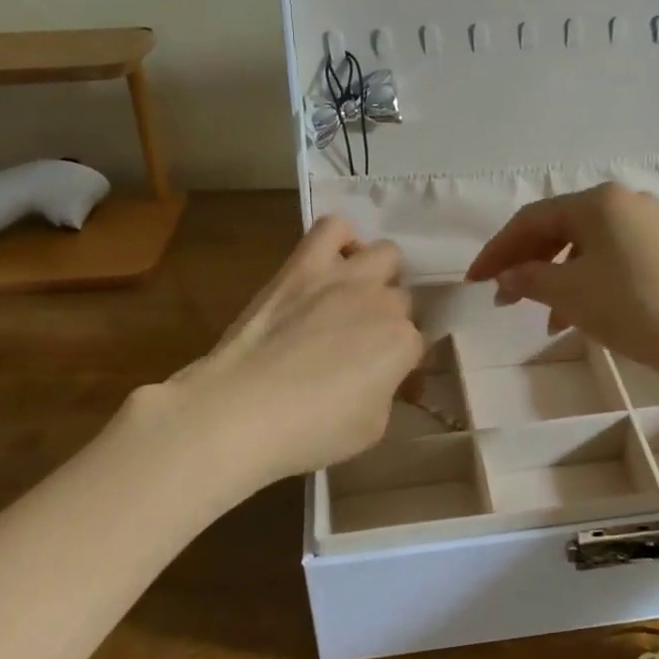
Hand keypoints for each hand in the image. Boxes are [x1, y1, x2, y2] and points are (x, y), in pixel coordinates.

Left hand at [147, 216, 424, 490]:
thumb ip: (386, 392)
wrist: (241, 410)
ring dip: (379, 274)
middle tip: (365, 343)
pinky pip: (333, 227)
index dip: (401, 363)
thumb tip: (380, 376)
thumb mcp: (371, 428)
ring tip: (358, 295)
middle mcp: (382, 302)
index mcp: (402, 344)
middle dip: (390, 319)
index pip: (417, 344)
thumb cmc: (310, 431)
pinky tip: (334, 261)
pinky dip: (341, 239)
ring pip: (385, 253)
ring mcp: (343, 277)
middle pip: (402, 299)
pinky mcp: (303, 265)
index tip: (385, 379)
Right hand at [466, 184, 658, 387]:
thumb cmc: (634, 307)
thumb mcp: (571, 294)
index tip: (473, 280)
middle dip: (525, 263)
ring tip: (537, 315)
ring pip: (583, 247)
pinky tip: (573, 317)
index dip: (497, 250)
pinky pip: (608, 260)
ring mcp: (646, 226)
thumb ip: (529, 279)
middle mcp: (622, 203)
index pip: (531, 220)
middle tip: (502, 297)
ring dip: (554, 278)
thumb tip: (504, 276)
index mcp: (597, 201)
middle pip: (557, 229)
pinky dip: (583, 283)